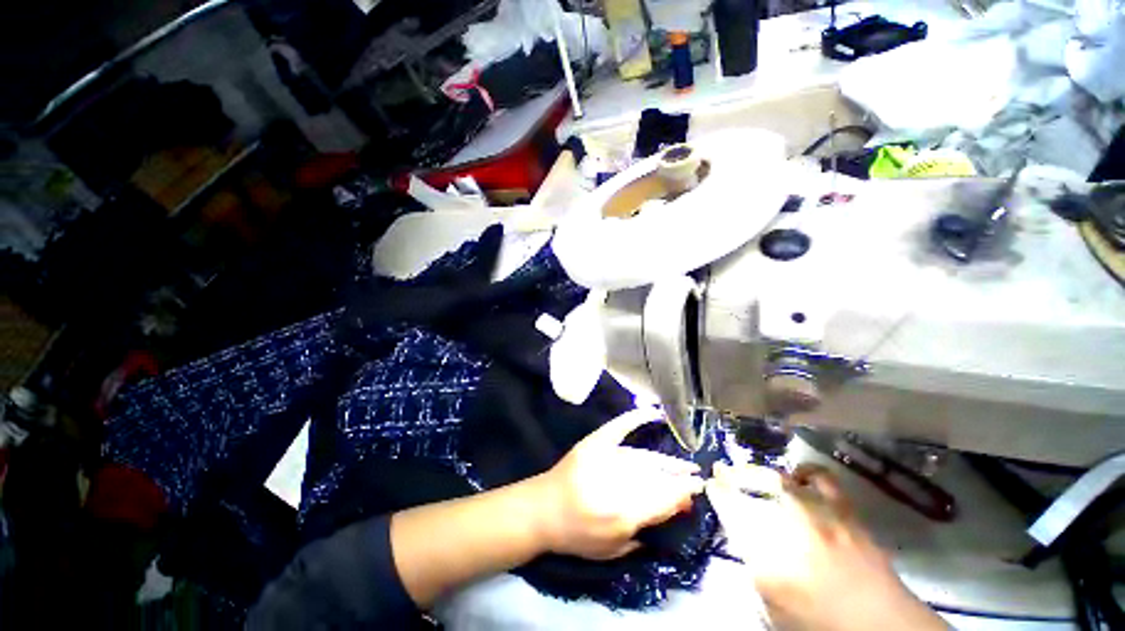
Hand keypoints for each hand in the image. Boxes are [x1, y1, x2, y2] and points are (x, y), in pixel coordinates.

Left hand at [531, 407, 703, 559]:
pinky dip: (636, 418)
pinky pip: (619, 427)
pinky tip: (653, 412)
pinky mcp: (594, 442)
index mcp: (621, 514)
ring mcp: (604, 458)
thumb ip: (643, 533)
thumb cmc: (576, 536)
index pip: (662, 499)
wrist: (543, 510)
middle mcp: (616, 484)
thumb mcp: (613, 550)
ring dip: (666, 462)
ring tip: (684, 466)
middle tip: (696, 478)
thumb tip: (672, 509)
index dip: (682, 493)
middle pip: (656, 477)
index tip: (698, 489)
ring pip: (644, 458)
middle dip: (679, 478)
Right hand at [706, 463, 946, 630]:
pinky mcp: (845, 511)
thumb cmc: (819, 624)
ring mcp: (819, 515)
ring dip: (761, 473)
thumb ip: (752, 566)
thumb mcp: (772, 606)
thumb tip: (740, 535)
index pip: (730, 509)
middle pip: (750, 485)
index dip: (717, 491)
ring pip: (780, 478)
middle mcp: (790, 526)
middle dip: (731, 474)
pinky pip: (821, 478)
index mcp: (766, 554)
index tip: (710, 483)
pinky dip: (805, 473)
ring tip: (755, 473)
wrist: (880, 627)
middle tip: (721, 469)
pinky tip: (799, 477)